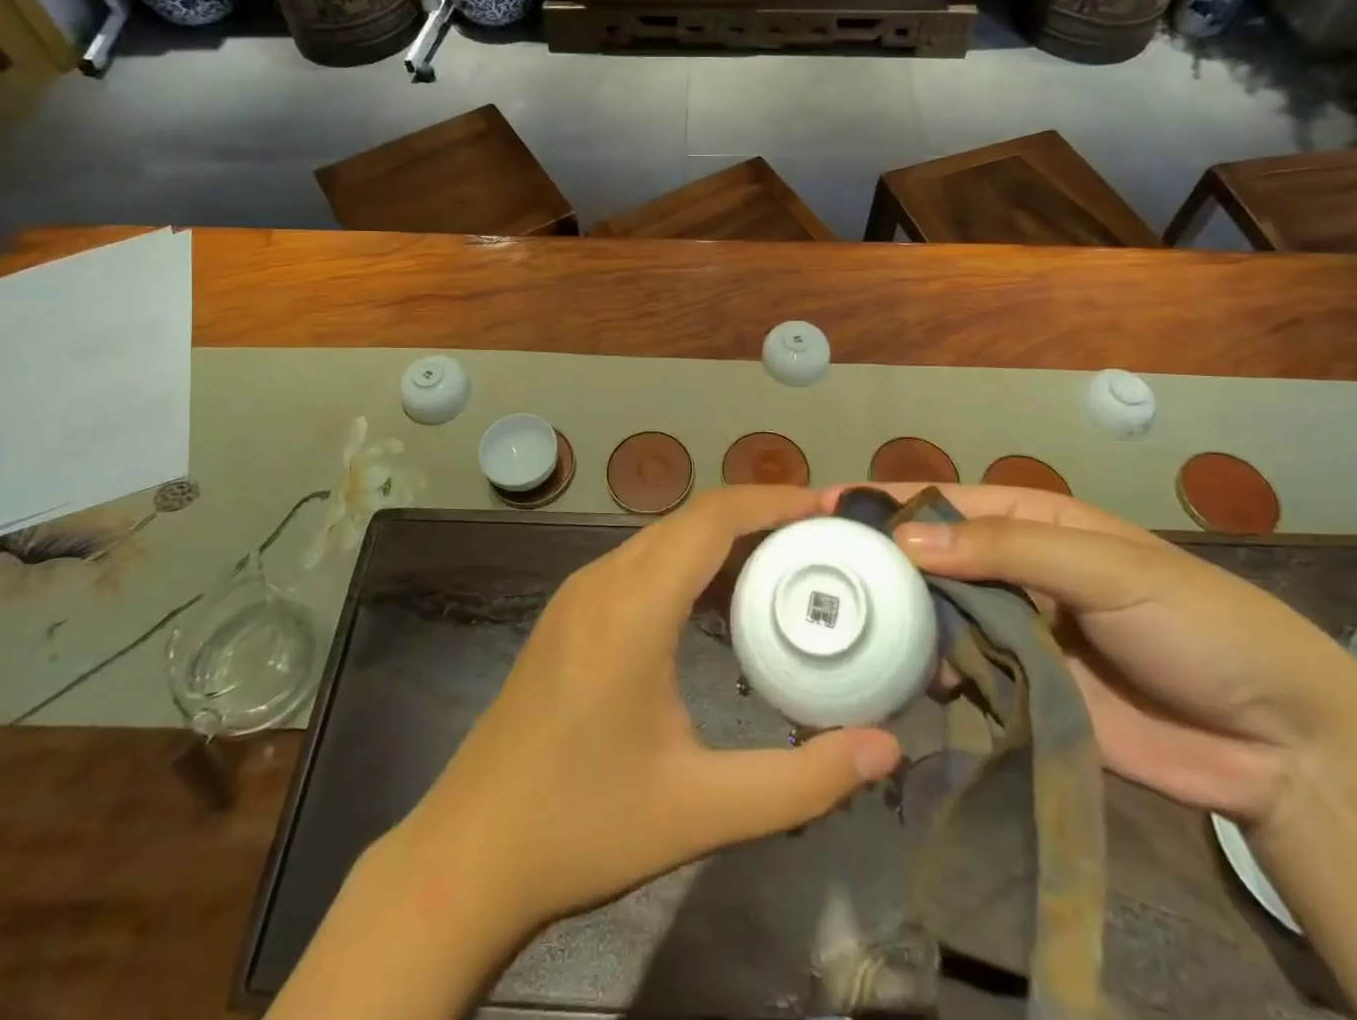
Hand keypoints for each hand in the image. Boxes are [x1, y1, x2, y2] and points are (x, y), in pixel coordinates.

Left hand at [403, 486, 902, 937]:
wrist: (468, 854)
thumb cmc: (583, 827)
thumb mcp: (702, 811)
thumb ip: (802, 781)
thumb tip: (888, 749)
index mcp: (632, 607)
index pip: (711, 518)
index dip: (774, 500)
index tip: (830, 506)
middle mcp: (602, 580)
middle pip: (691, 519)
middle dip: (760, 517)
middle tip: (825, 540)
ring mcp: (579, 594)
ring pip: (664, 538)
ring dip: (724, 540)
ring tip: (788, 567)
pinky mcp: (570, 615)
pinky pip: (641, 564)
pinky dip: (690, 565)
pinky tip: (722, 606)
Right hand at [826, 484, 1356, 822]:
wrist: (1278, 743)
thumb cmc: (1194, 623)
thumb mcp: (1104, 565)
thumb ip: (1004, 548)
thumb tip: (905, 540)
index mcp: (1029, 521)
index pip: (941, 500)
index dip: (882, 501)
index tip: (819, 508)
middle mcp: (1010, 571)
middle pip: (927, 558)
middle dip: (873, 559)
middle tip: (805, 570)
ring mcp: (1012, 632)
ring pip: (933, 614)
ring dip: (889, 615)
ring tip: (826, 621)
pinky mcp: (1018, 691)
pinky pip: (956, 671)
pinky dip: (919, 669)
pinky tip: (878, 674)